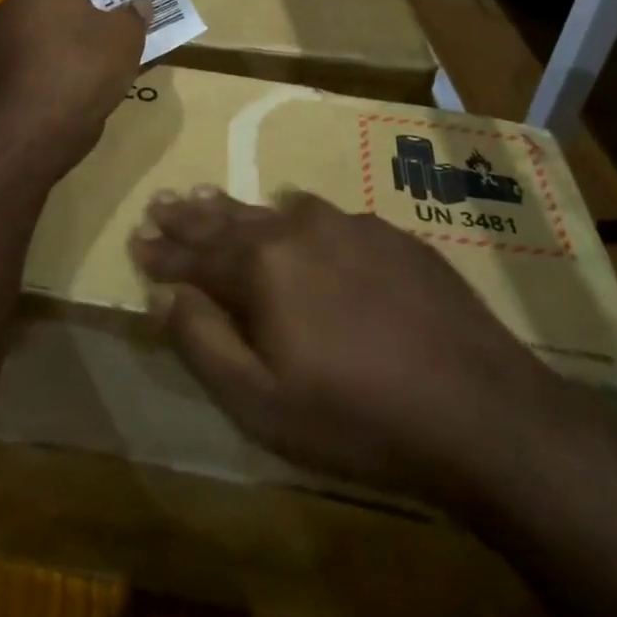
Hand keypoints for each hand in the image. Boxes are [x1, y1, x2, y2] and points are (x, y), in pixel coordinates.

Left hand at [0, 0, 147, 178]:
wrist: (28, 136)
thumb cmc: (83, 72)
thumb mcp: (126, 42)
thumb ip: (133, 16)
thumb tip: (138, 3)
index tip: (115, 3)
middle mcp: (9, 4)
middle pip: (48, 0)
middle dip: (73, 14)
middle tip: (102, 36)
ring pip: (28, 34)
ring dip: (49, 45)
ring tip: (79, 71)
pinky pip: (13, 67)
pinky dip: (30, 75)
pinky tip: (50, 96)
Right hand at [130, 188, 557, 508]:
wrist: (479, 409)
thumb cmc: (357, 418)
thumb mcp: (261, 403)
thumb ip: (203, 343)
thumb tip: (165, 296)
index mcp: (263, 266)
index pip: (196, 254)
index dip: (163, 252)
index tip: (137, 240)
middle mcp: (301, 229)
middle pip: (232, 219)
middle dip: (192, 215)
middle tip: (164, 202)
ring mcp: (351, 226)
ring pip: (278, 210)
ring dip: (239, 209)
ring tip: (211, 198)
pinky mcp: (392, 236)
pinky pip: (326, 214)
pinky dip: (295, 214)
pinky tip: (294, 210)